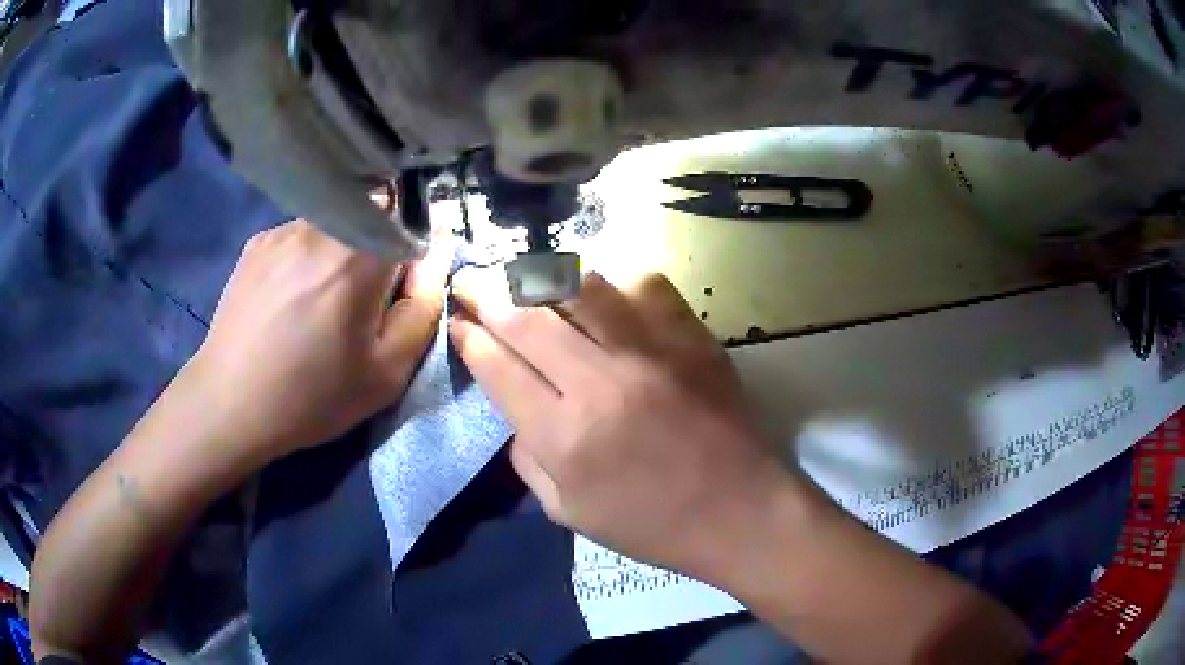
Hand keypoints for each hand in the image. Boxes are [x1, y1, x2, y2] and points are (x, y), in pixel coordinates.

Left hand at [185, 220, 451, 461]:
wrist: (230, 404)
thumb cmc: (312, 396)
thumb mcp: (386, 373)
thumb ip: (422, 309)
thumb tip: (436, 255)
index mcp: (359, 256)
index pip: (409, 218)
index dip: (413, 245)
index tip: (402, 283)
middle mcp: (321, 227)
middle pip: (370, 212)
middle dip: (377, 245)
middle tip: (359, 298)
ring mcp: (283, 230)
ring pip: (334, 220)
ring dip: (340, 248)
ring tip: (318, 299)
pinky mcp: (257, 242)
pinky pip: (299, 233)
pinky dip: (306, 255)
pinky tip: (288, 296)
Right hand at [451, 269, 793, 580]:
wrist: (740, 511)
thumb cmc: (653, 524)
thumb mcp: (568, 512)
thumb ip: (527, 459)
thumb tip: (515, 406)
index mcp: (563, 438)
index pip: (498, 367)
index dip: (469, 337)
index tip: (458, 320)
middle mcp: (600, 384)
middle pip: (526, 317)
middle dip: (486, 291)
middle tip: (470, 279)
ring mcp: (650, 353)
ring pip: (579, 287)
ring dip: (540, 276)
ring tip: (523, 276)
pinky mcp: (690, 337)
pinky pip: (643, 284)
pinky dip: (612, 280)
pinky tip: (600, 291)